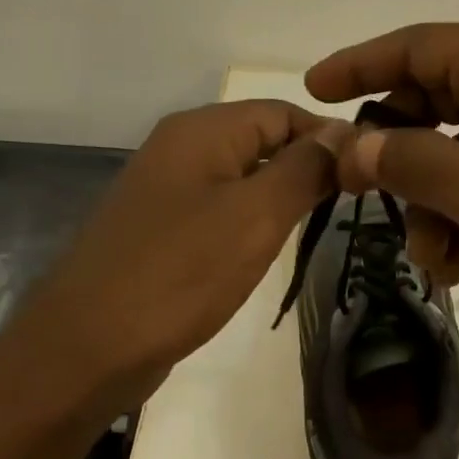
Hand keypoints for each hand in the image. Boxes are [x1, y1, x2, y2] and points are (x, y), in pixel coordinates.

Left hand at [5, 100, 345, 414]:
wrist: (90, 346)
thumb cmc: (180, 274)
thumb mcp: (255, 215)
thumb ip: (304, 169)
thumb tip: (344, 133)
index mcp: (201, 131)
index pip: (282, 112)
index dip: (328, 138)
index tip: (368, 176)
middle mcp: (180, 150)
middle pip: (261, 142)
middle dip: (307, 170)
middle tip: (349, 209)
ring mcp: (166, 194)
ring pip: (241, 181)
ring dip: (280, 201)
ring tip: (316, 230)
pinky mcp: (161, 234)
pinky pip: (218, 215)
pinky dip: (249, 227)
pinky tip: (264, 255)